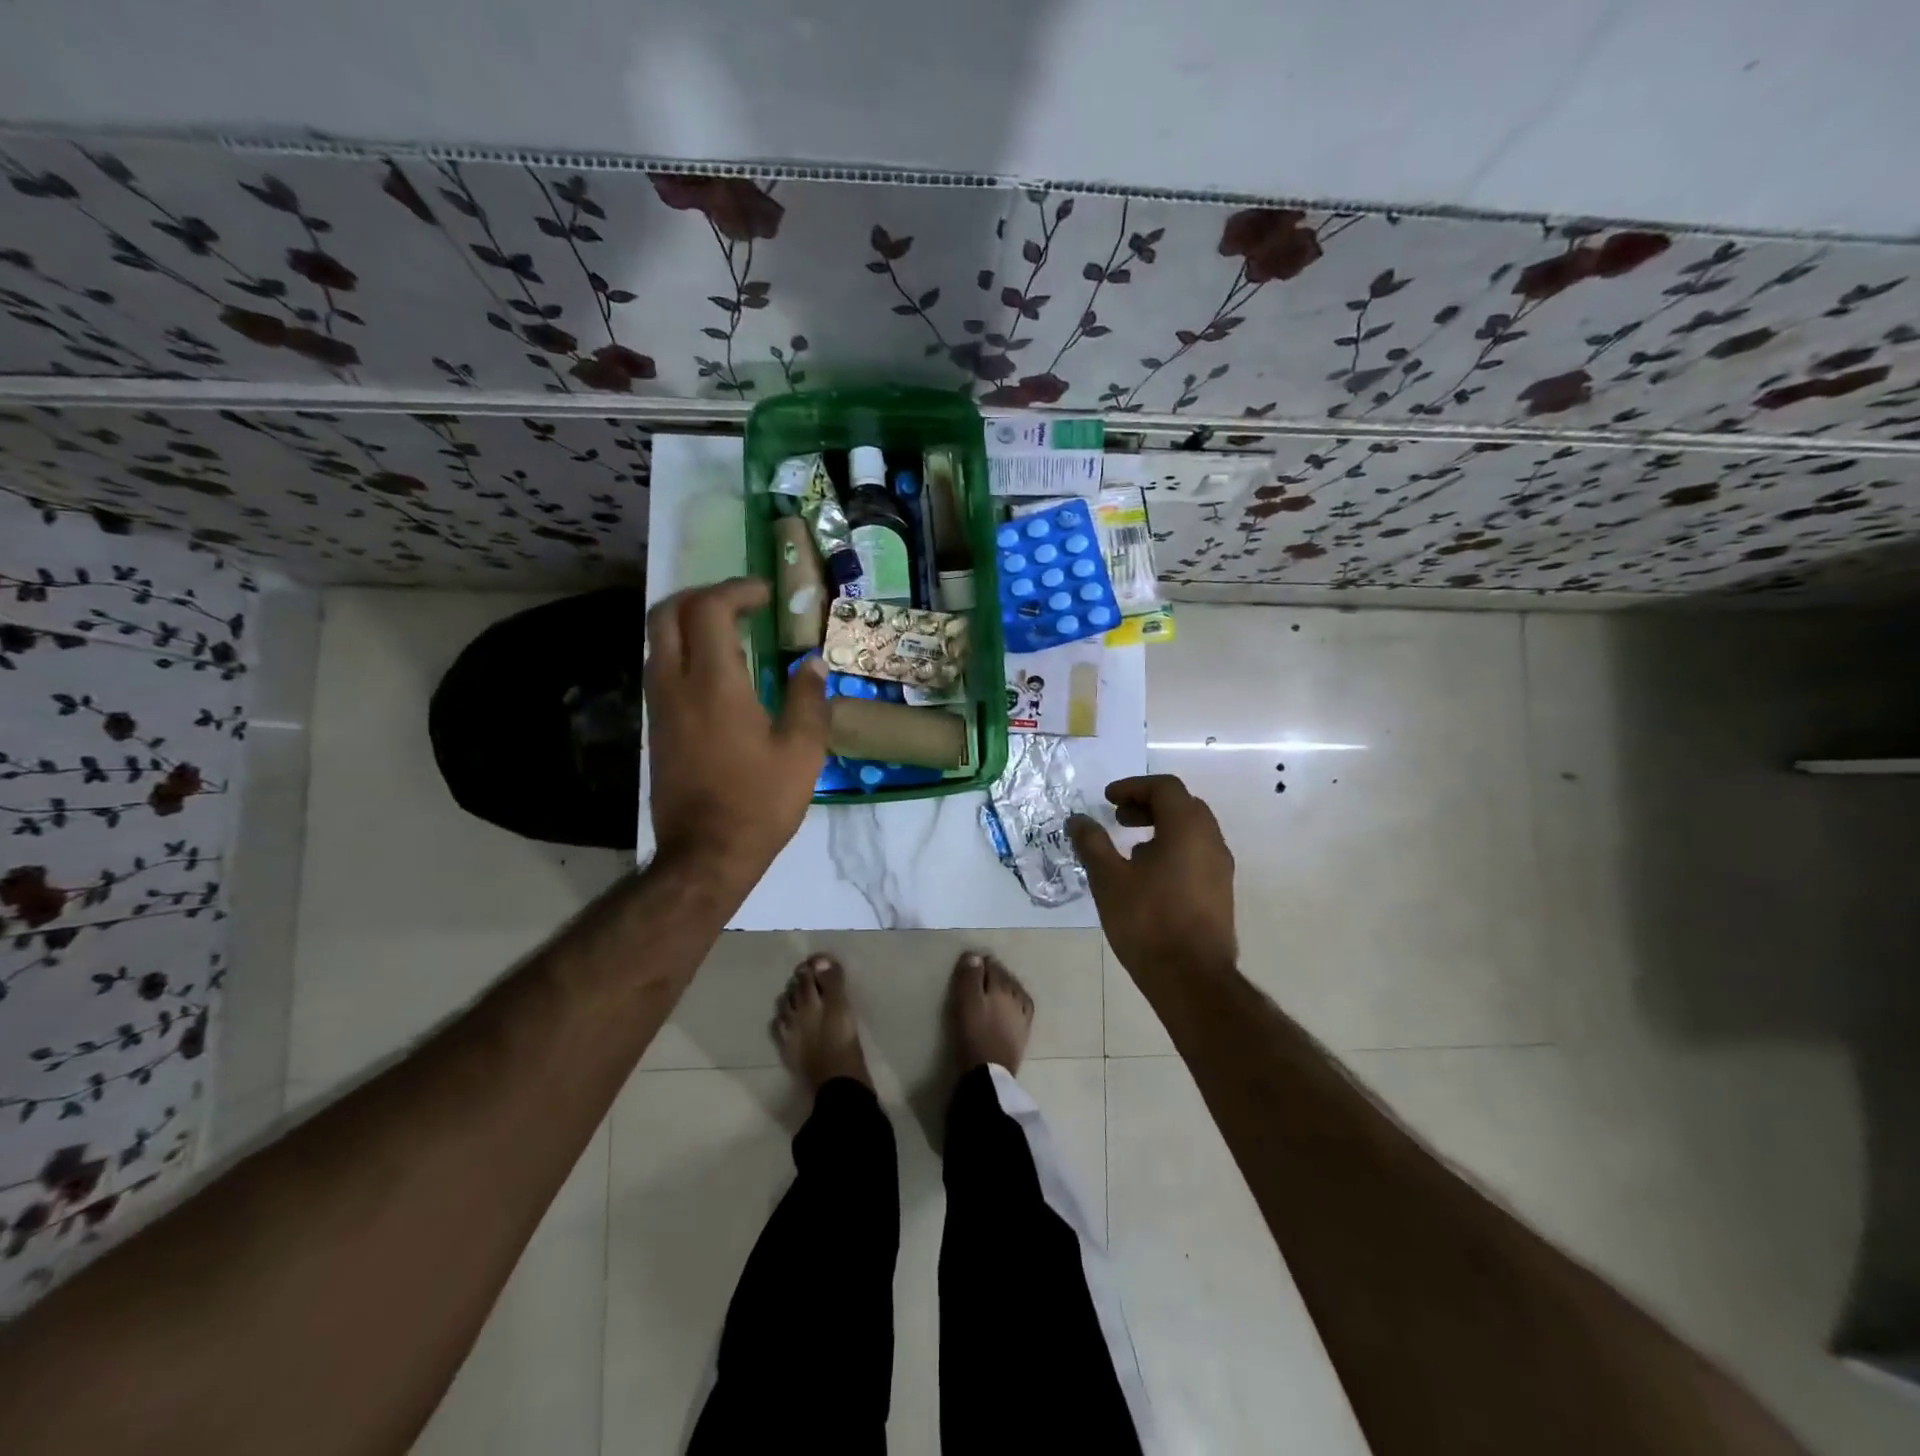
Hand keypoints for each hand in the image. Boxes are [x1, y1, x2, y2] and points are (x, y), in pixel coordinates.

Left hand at [645, 579, 828, 887]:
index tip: (765, 595)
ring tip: (731, 633)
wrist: (706, 854)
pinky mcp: (656, 728)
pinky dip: (684, 652)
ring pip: (657, 641)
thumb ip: (809, 699)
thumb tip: (811, 663)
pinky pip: (661, 669)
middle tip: (739, 603)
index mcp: (714, 684)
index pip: (709, 610)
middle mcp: (675, 685)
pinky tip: (718, 673)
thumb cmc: (760, 802)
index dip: (736, 590)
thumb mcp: (802, 752)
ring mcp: (659, 707)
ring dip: (689, 623)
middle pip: (666, 614)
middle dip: (700, 596)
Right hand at [1070, 775, 1236, 988]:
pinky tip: (1148, 875)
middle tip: (1119, 819)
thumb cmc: (1147, 921)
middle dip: (1148, 804)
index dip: (1133, 786)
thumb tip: (1077, 819)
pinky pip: (1197, 853)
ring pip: (1192, 830)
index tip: (1108, 800)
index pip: (1165, 787)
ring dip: (1161, 827)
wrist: (1191, 978)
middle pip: (1182, 804)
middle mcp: (1211, 840)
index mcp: (1187, 829)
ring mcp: (1220, 867)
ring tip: (1130, 847)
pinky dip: (1172, 848)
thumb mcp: (1109, 879)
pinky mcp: (1220, 891)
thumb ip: (1092, 843)